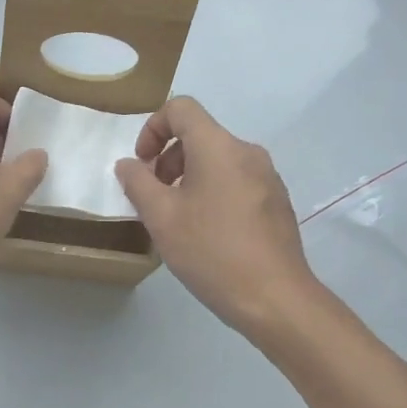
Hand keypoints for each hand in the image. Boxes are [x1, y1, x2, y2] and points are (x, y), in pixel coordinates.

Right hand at [115, 97, 318, 335]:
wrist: (275, 299)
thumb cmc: (212, 252)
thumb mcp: (161, 218)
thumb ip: (137, 183)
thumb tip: (129, 165)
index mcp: (218, 147)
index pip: (181, 108)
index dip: (153, 128)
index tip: (142, 165)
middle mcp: (247, 152)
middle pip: (199, 135)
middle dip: (168, 159)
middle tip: (155, 198)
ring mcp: (268, 177)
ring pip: (218, 160)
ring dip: (189, 178)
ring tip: (178, 219)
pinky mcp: (277, 202)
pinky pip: (236, 182)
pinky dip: (213, 192)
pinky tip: (207, 234)